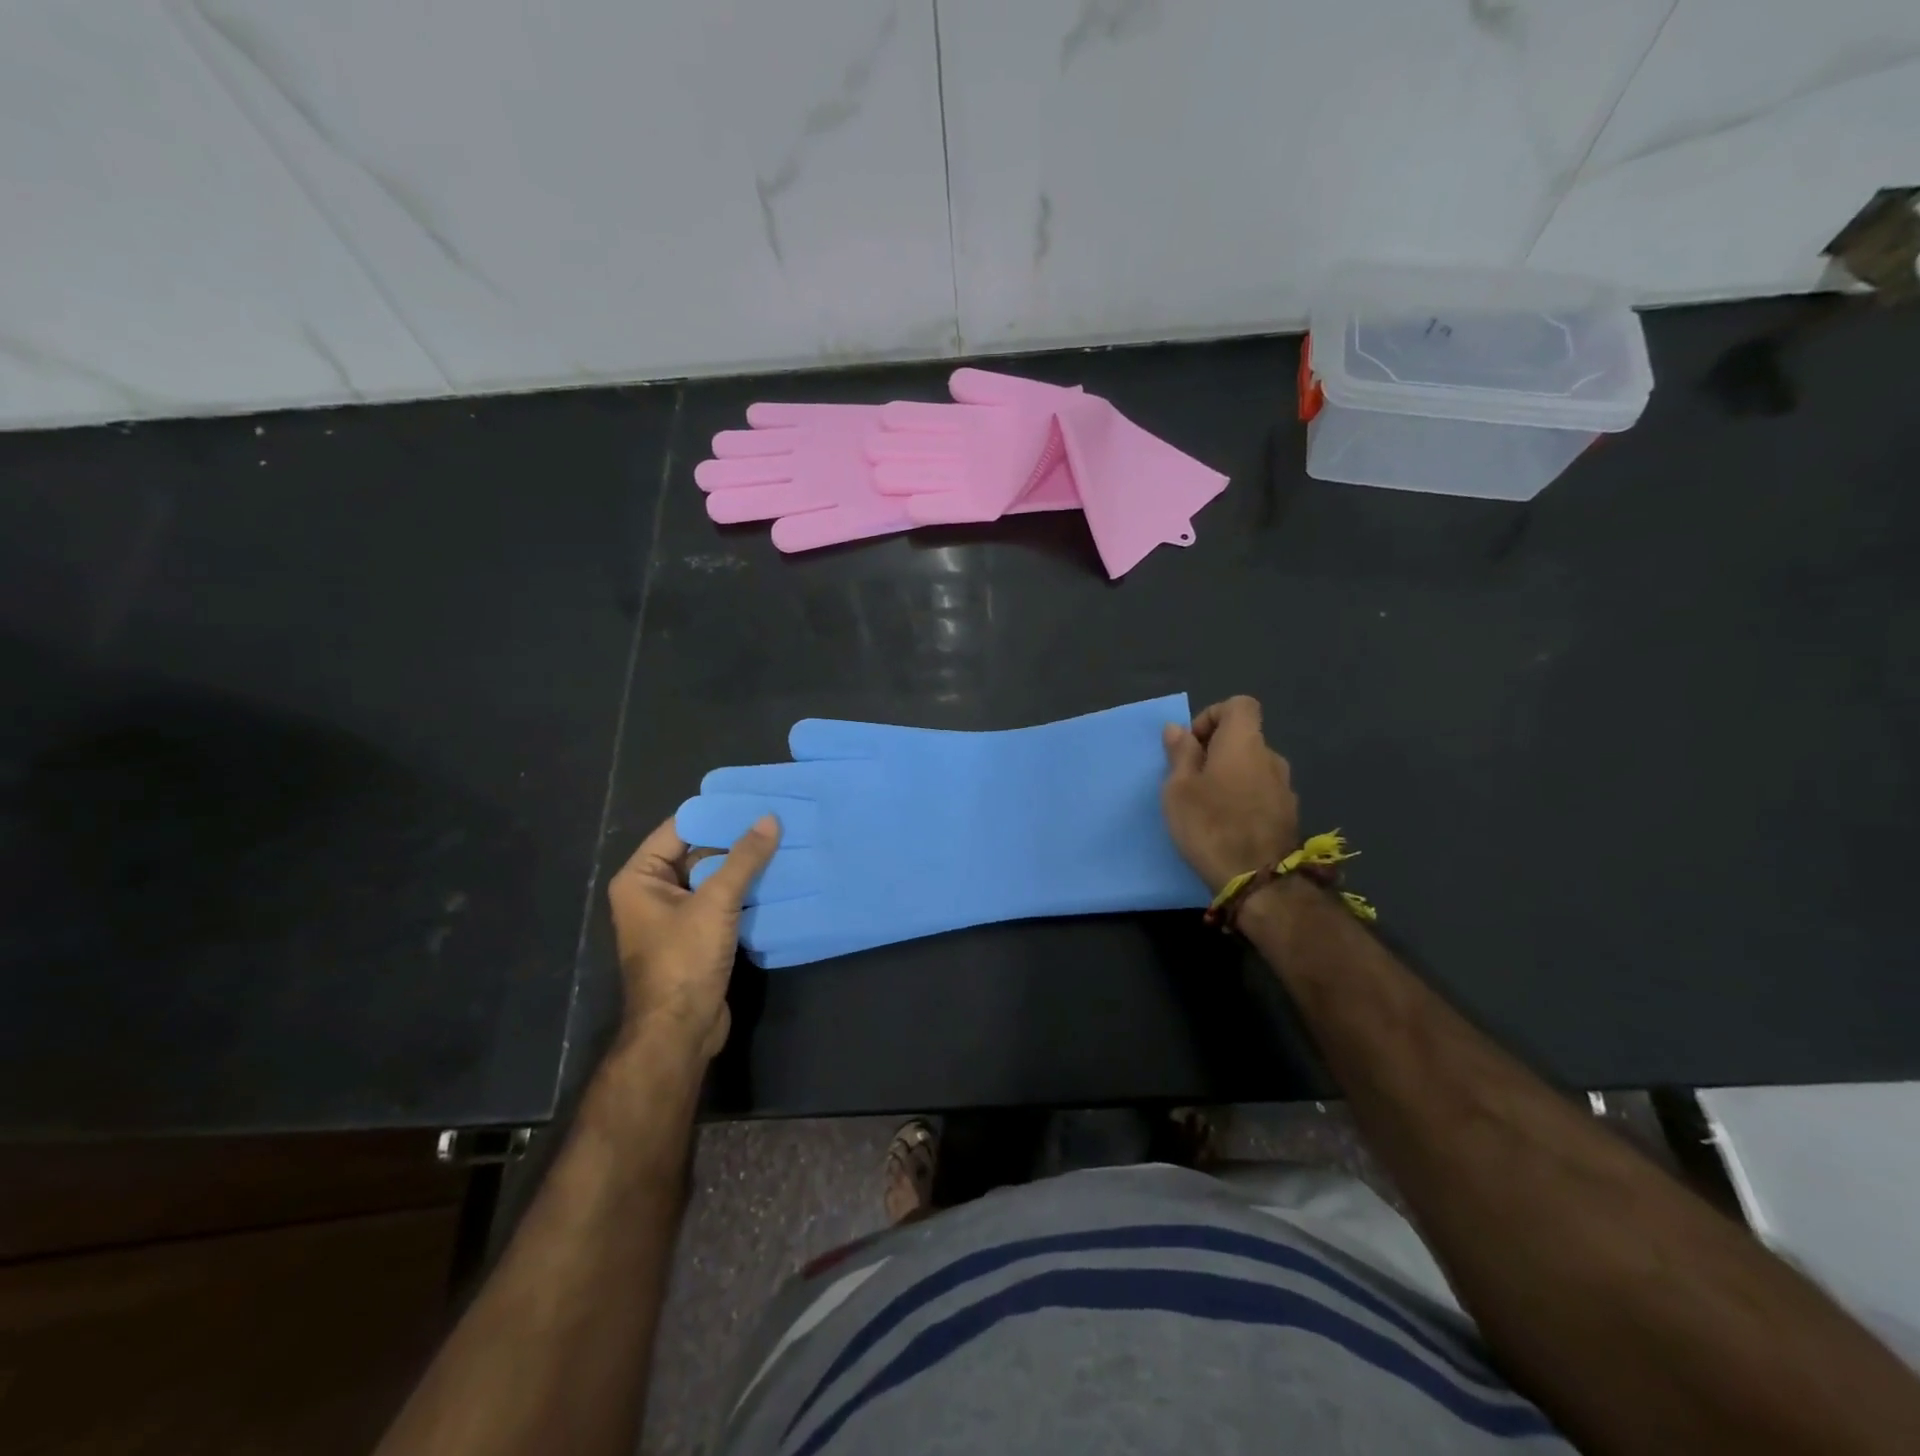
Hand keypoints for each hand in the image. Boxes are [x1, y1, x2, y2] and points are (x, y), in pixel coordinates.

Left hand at [605, 813, 779, 1062]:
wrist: (680, 1031)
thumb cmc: (684, 960)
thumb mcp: (716, 903)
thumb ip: (744, 859)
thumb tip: (769, 818)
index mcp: (641, 877)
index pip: (680, 828)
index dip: (716, 813)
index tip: (754, 798)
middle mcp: (653, 891)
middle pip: (698, 852)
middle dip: (735, 839)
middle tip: (775, 819)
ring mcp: (675, 916)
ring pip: (713, 878)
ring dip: (744, 866)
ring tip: (783, 842)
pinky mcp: (696, 936)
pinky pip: (721, 902)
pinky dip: (745, 891)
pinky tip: (777, 878)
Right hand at [1161, 696, 1299, 892]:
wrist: (1259, 882)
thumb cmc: (1210, 826)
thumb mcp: (1178, 789)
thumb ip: (1180, 754)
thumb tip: (1178, 729)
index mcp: (1244, 743)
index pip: (1239, 705)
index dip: (1213, 715)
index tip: (1193, 744)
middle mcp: (1271, 757)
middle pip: (1244, 738)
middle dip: (1216, 751)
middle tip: (1190, 780)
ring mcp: (1285, 788)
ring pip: (1252, 768)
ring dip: (1230, 777)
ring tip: (1207, 807)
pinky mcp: (1289, 815)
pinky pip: (1261, 792)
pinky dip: (1244, 799)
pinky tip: (1228, 826)